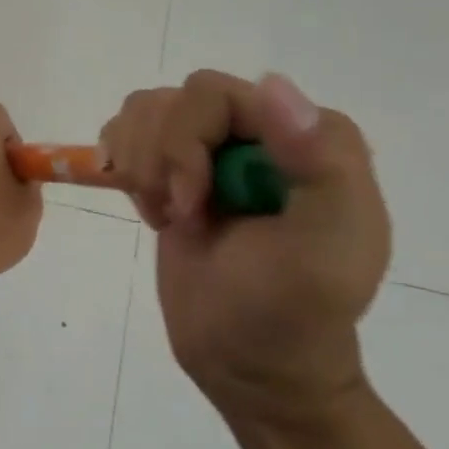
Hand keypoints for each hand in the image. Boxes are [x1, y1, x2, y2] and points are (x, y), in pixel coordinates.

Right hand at [99, 71, 390, 424]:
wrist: (249, 364)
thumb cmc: (288, 314)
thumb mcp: (323, 251)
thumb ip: (319, 167)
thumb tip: (272, 85)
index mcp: (308, 137)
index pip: (214, 94)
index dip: (186, 141)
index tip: (190, 203)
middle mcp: (261, 129)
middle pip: (173, 100)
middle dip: (161, 156)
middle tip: (180, 213)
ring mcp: (214, 149)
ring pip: (145, 110)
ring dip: (140, 163)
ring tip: (167, 211)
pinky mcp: (176, 169)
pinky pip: (128, 131)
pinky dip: (125, 167)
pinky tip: (154, 209)